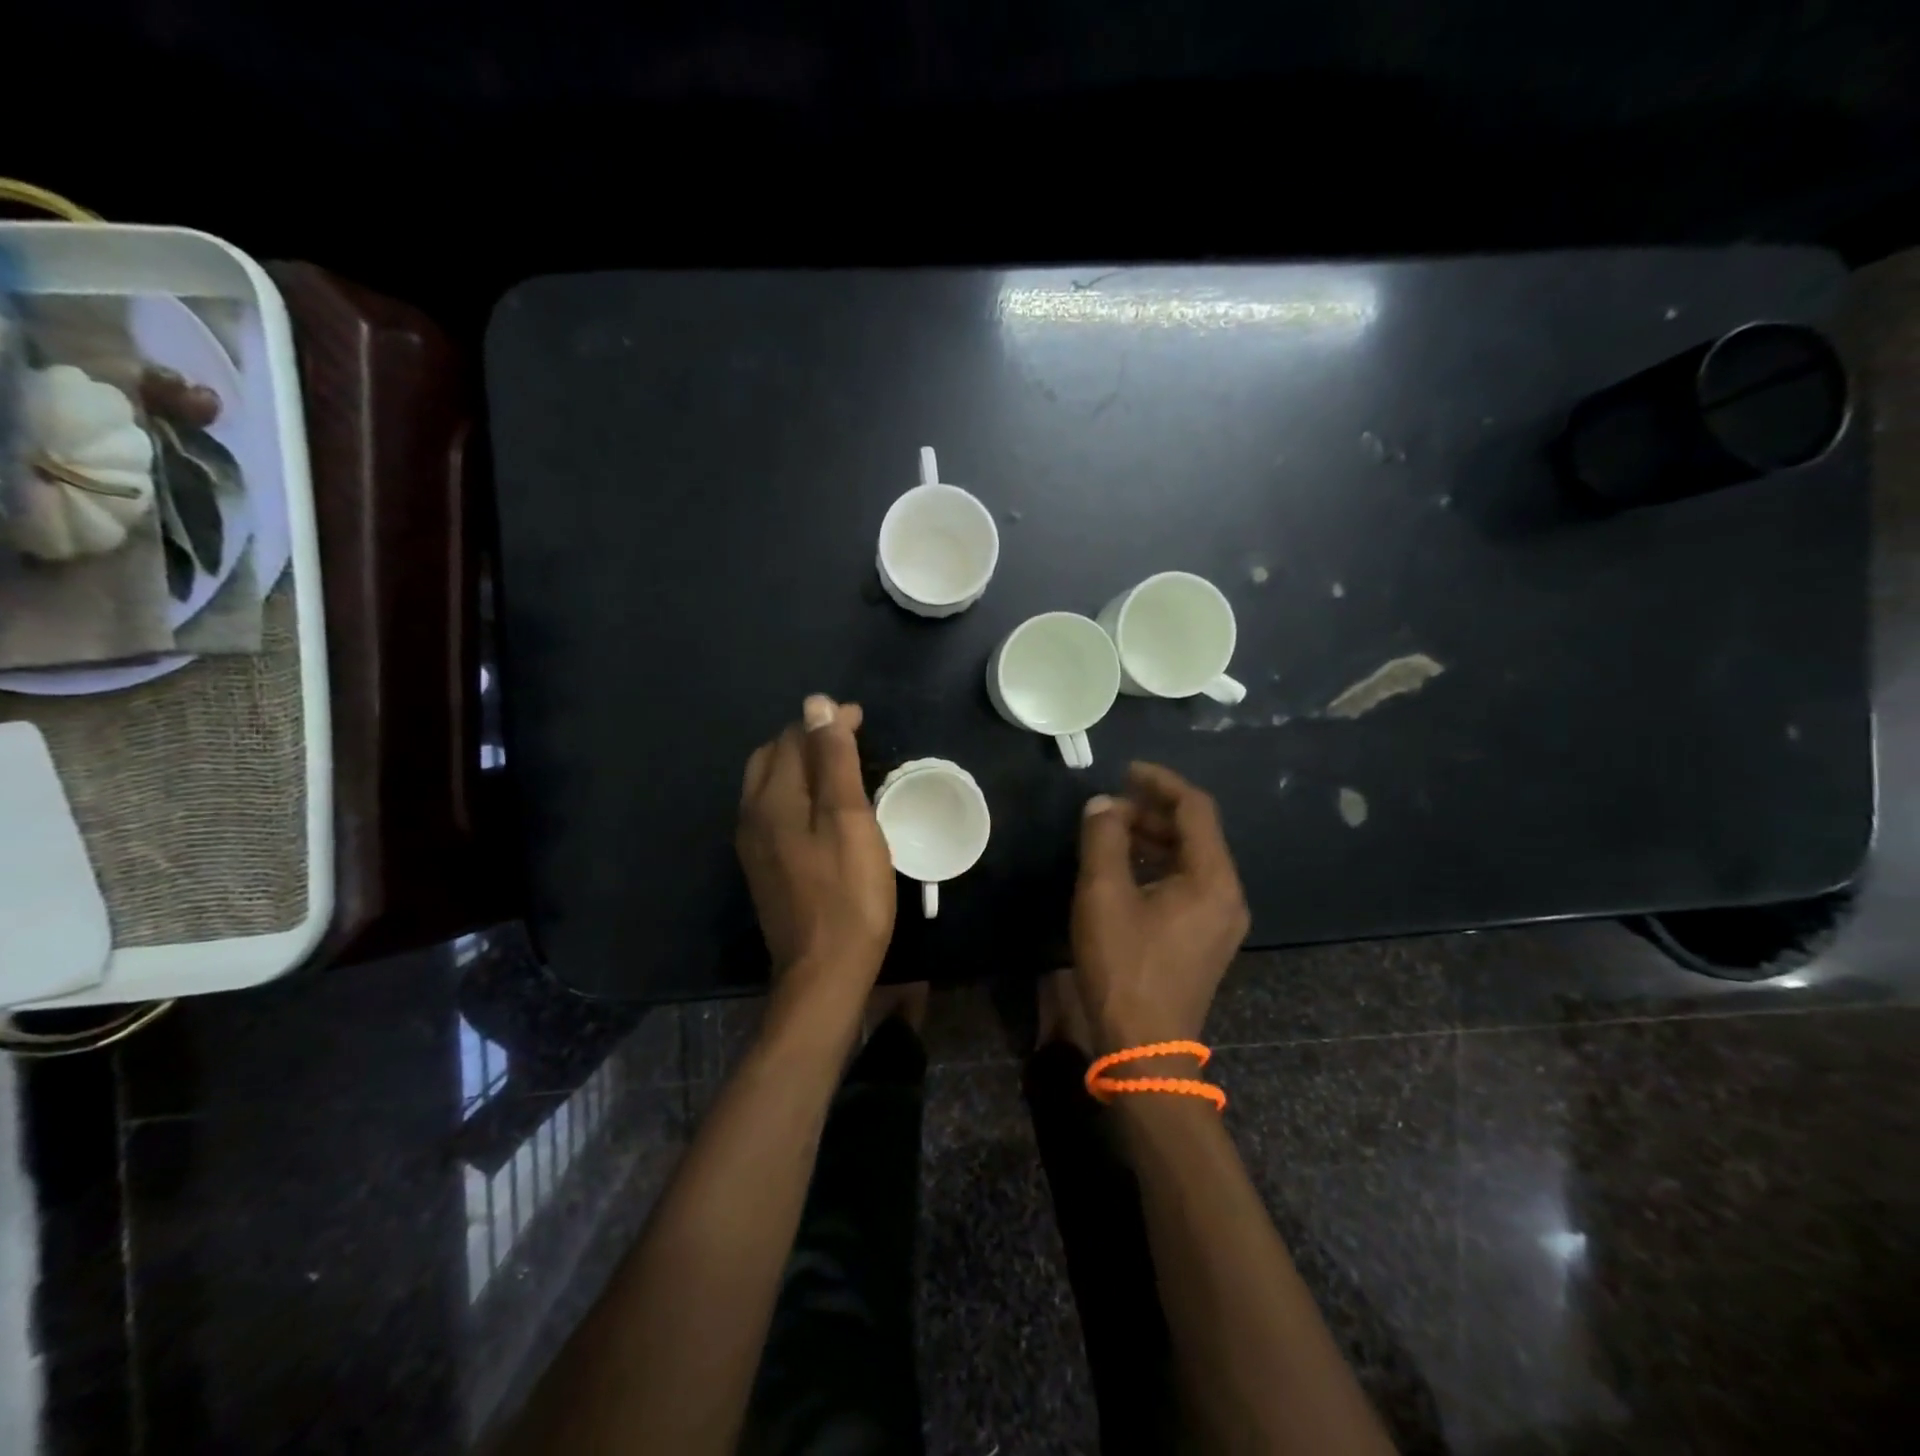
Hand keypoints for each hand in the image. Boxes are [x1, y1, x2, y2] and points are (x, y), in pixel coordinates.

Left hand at [737, 695, 896, 1011]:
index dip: (826, 722)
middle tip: (849, 738)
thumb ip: (832, 759)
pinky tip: (822, 807)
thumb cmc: (848, 892)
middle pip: (773, 757)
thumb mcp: (848, 818)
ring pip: (770, 784)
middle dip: (808, 738)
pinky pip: (774, 810)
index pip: (793, 738)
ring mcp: (754, 844)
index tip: (861, 718)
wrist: (824, 970)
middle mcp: (752, 814)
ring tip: (839, 765)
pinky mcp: (764, 867)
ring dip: (801, 764)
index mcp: (772, 798)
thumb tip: (816, 704)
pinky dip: (797, 792)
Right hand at [1071, 762, 1250, 1050]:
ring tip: (1111, 833)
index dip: (1160, 782)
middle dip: (1152, 812)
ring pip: (1190, 860)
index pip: (1195, 809)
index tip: (1125, 772)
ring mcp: (1220, 920)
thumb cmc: (1124, 967)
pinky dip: (1157, 867)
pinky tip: (1124, 871)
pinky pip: (1187, 885)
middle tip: (1109, 808)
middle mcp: (1227, 895)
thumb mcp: (1103, 895)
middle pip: (1195, 833)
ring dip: (1153, 839)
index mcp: (1212, 879)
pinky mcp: (1205, 939)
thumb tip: (1103, 805)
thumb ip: (1104, 839)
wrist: (1145, 1049)